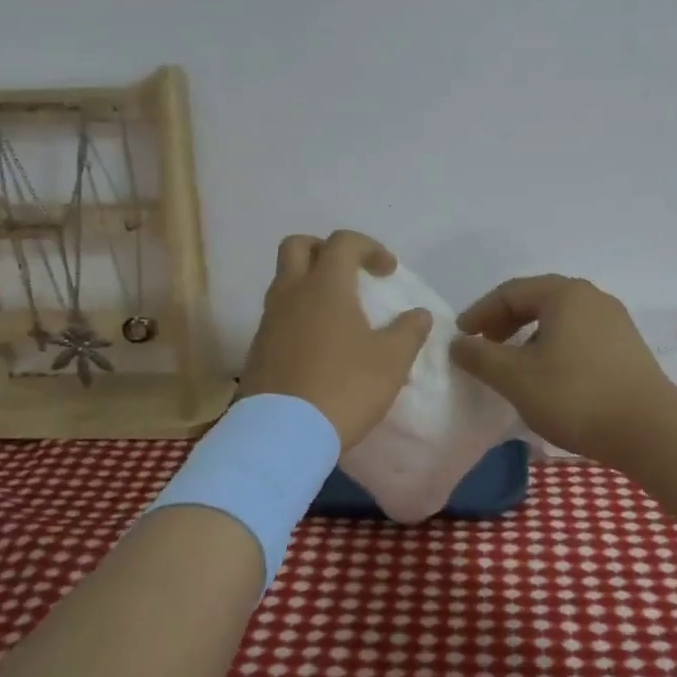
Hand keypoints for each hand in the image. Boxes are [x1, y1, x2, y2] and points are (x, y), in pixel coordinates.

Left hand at [239, 230, 433, 449]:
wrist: (282, 434)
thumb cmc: (344, 387)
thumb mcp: (391, 361)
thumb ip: (409, 331)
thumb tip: (419, 314)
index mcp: (325, 286)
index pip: (343, 242)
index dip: (369, 247)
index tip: (388, 272)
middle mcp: (291, 293)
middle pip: (297, 246)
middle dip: (324, 250)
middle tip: (349, 273)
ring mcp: (269, 321)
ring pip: (284, 281)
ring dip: (309, 284)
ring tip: (337, 313)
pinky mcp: (257, 349)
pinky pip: (278, 315)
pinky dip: (298, 315)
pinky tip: (318, 345)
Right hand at [449, 275, 676, 462]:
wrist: (651, 431)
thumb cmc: (575, 396)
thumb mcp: (515, 377)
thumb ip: (480, 357)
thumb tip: (457, 343)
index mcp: (564, 293)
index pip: (510, 292)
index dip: (480, 313)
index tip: (461, 339)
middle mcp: (591, 297)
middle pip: (536, 300)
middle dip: (504, 323)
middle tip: (483, 349)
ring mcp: (614, 320)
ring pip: (559, 319)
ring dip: (529, 336)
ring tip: (513, 365)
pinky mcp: (627, 346)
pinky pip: (579, 335)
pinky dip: (553, 347)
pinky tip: (548, 376)